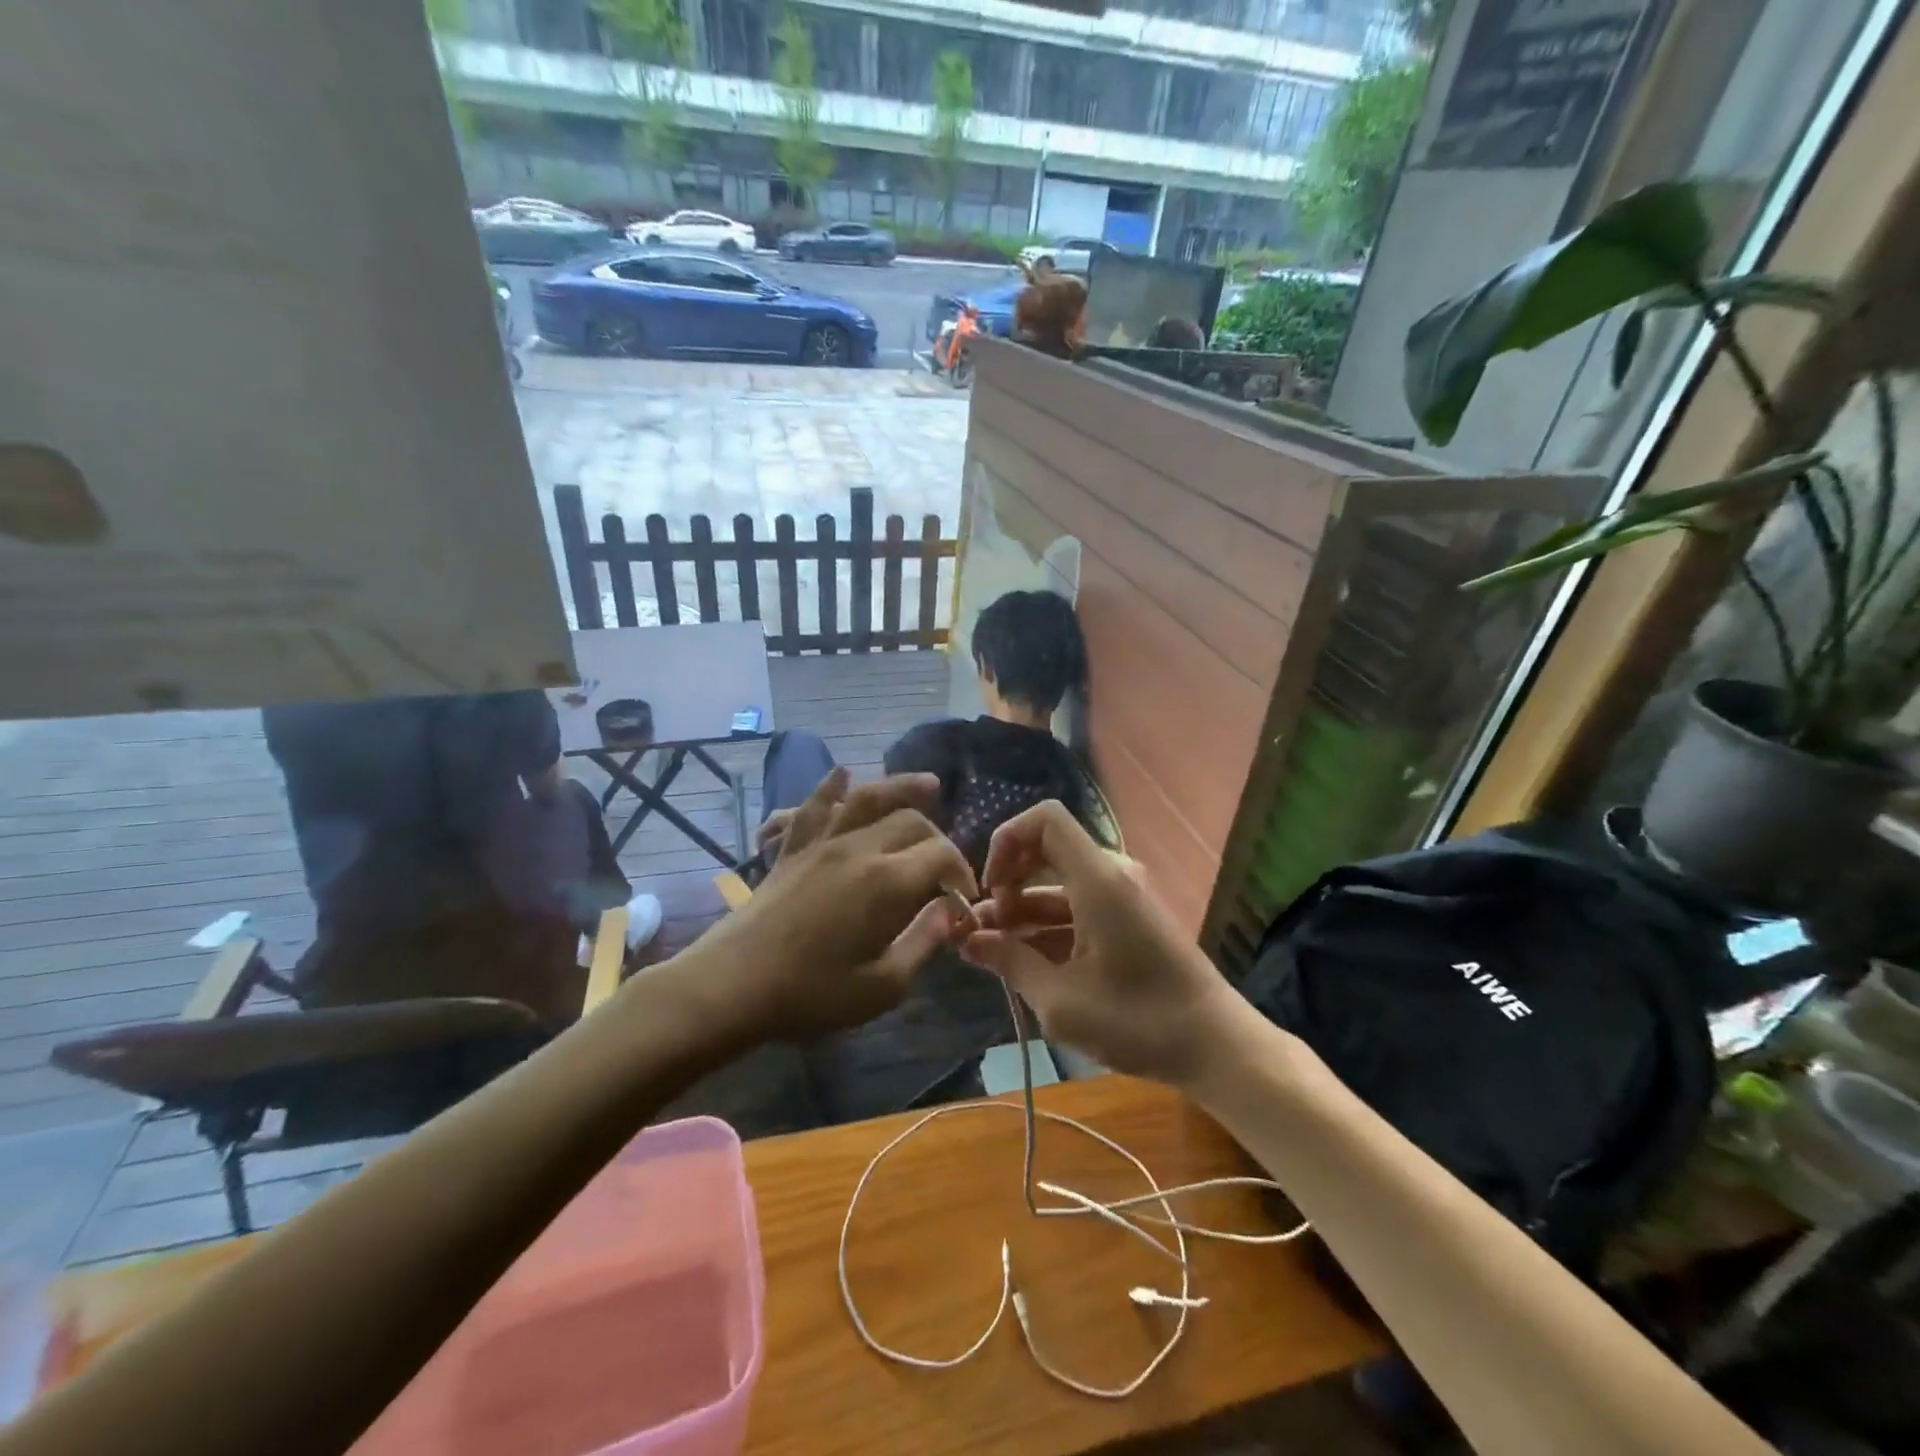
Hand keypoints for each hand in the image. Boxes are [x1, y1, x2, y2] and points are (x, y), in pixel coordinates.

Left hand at [703, 768, 976, 1039]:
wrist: (731, 985)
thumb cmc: (811, 994)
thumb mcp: (882, 987)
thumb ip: (923, 943)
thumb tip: (950, 912)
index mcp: (887, 882)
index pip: (941, 855)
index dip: (962, 873)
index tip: (964, 900)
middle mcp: (858, 848)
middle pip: (911, 821)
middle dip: (939, 837)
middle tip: (945, 867)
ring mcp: (821, 843)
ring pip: (867, 798)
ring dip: (900, 786)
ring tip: (927, 783)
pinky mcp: (792, 849)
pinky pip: (814, 807)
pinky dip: (830, 787)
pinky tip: (842, 774)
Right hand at [962, 801, 1236, 1086]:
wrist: (1215, 1046)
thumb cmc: (1138, 1021)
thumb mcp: (1060, 1000)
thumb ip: (1010, 962)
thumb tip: (968, 940)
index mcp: (1098, 879)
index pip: (1045, 819)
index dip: (1006, 840)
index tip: (988, 888)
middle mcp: (1112, 874)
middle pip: (1046, 849)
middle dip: (1008, 881)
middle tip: (984, 927)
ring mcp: (1123, 895)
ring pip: (1059, 882)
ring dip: (1023, 909)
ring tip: (992, 950)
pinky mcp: (1130, 918)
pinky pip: (1078, 904)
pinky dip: (1048, 924)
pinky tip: (1025, 960)